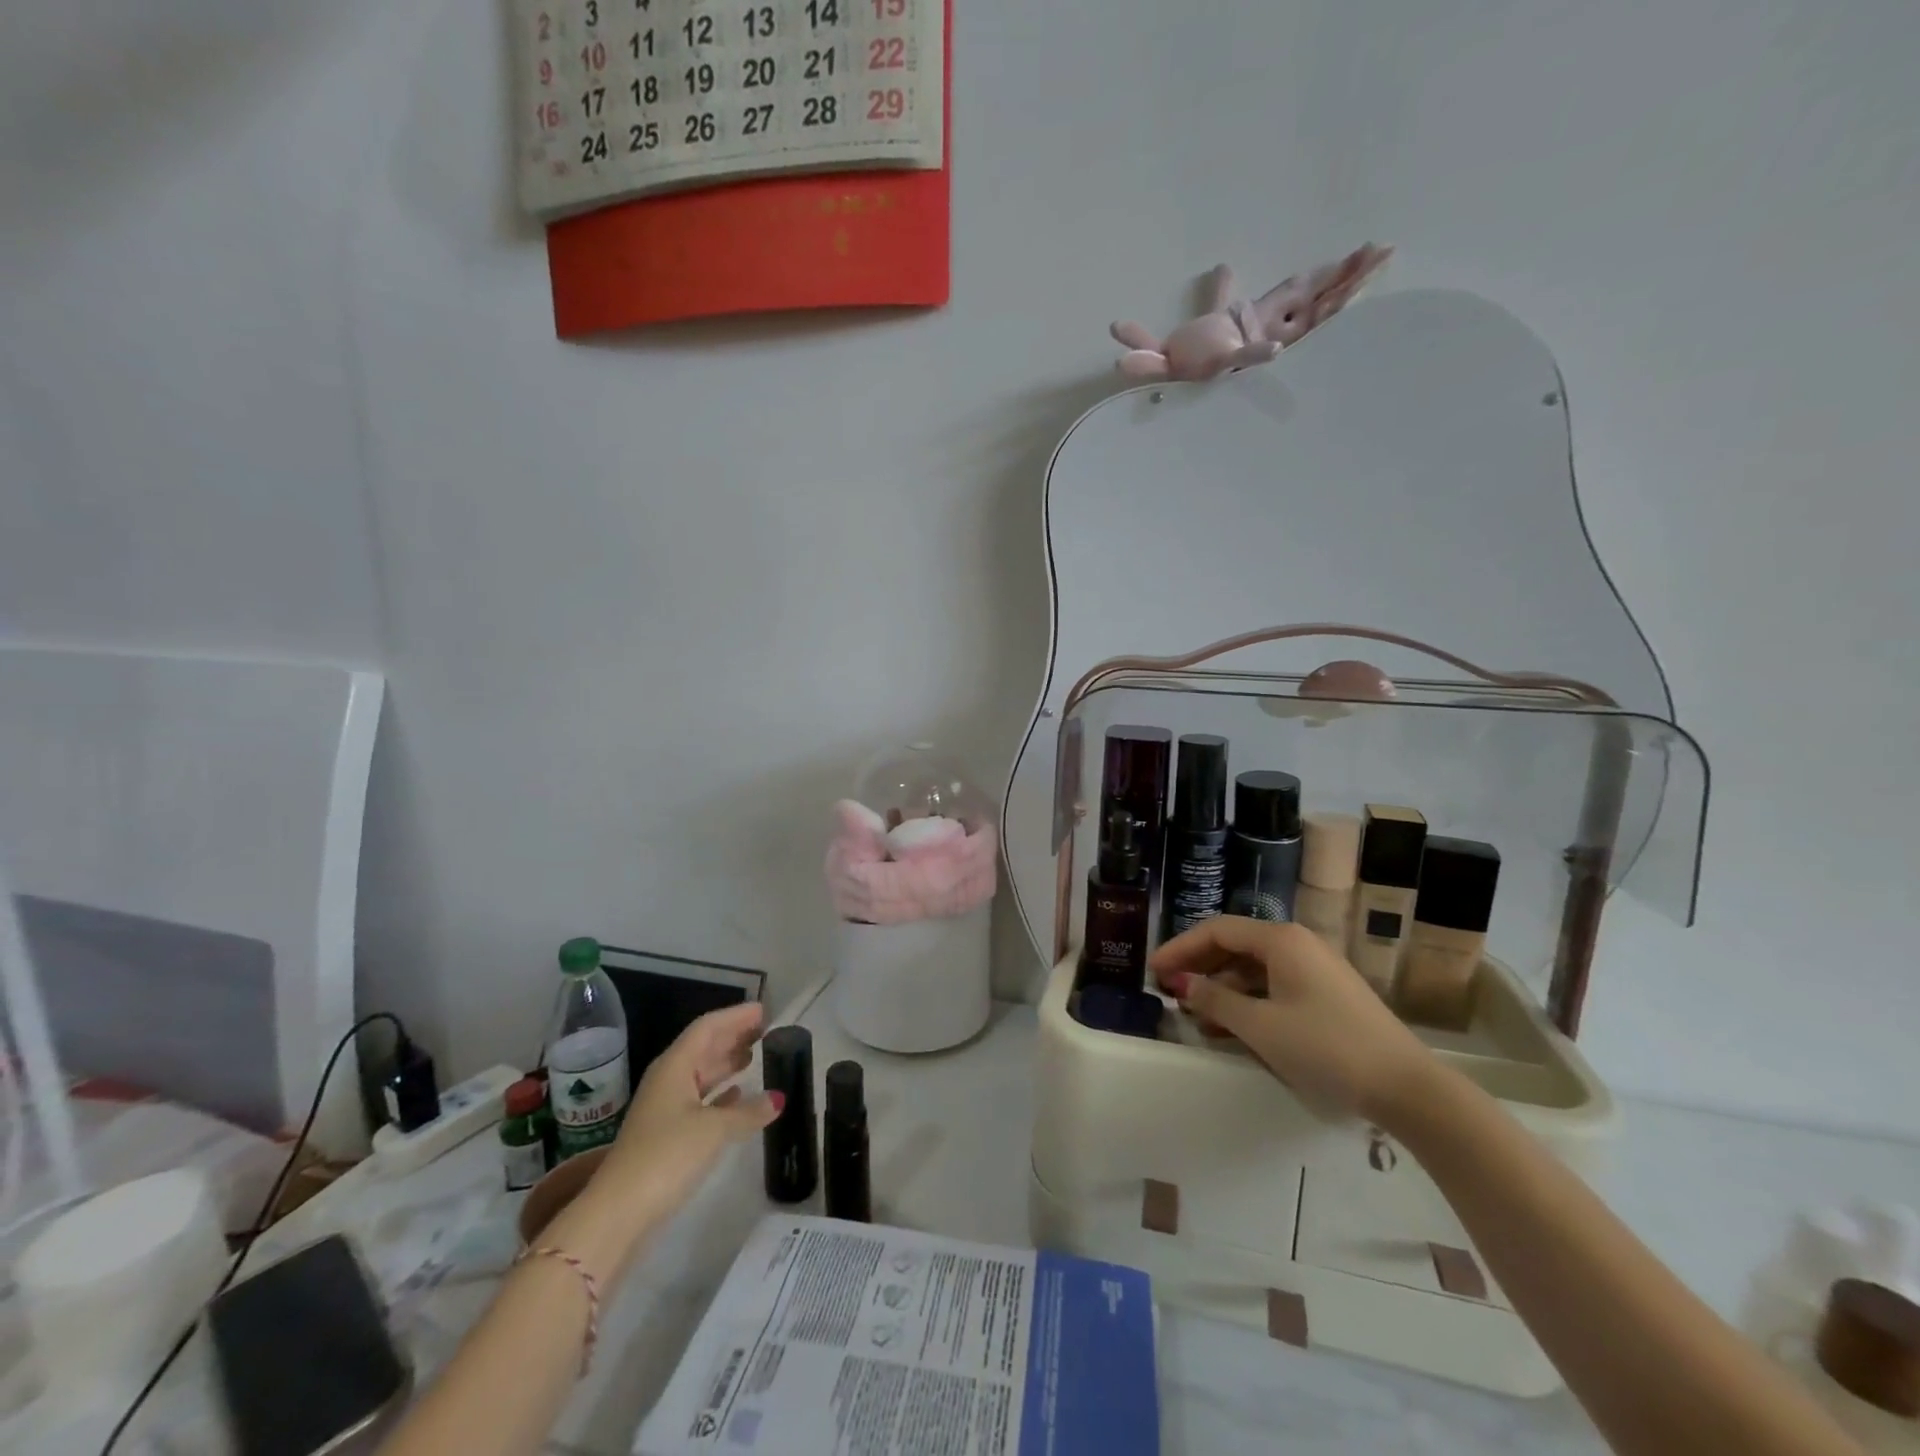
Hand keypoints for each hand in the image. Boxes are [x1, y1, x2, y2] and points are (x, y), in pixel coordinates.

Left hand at [590, 1003, 782, 1233]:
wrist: (618, 1212)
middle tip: (765, 1029)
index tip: (763, 1010)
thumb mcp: (714, 1129)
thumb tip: (778, 1098)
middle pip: (703, 1047)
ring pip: (701, 1074)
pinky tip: (738, 1095)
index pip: (707, 1028)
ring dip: (726, 1063)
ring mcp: (664, 1108)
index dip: (735, 1016)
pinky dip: (720, 1093)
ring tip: (755, 1055)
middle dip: (732, 1036)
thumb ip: (747, 1111)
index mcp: (675, 1066)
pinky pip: (698, 1100)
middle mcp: (667, 1080)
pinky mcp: (665, 1135)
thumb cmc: (666, 1156)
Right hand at [1151, 917, 1432, 1121]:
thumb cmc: (1326, 1048)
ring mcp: (1315, 970)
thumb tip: (1183, 983)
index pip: (1217, 930)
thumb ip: (1215, 1001)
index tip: (1154, 970)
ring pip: (1254, 970)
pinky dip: (1248, 1002)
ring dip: (1222, 989)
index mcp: (1281, 940)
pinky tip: (1230, 1028)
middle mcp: (1297, 945)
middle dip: (1200, 967)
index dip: (1181, 947)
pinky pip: (1274, 987)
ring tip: (1195, 1017)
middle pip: (1235, 946)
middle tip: (1169, 990)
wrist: (1408, 1088)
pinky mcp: (1326, 996)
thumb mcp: (1260, 1027)